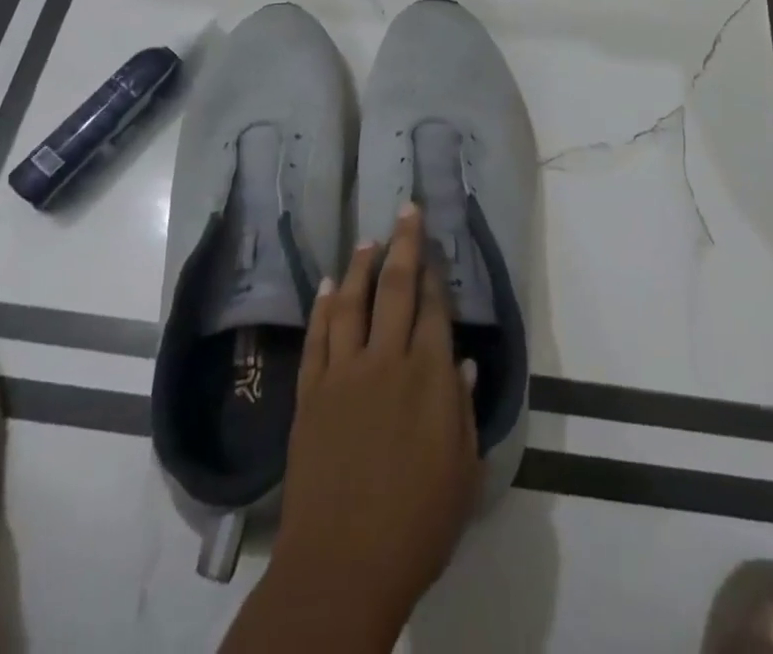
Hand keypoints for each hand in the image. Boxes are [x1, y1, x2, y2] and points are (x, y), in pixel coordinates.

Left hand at [271, 204, 479, 639]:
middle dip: (405, 243)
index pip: (433, 309)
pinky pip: (317, 336)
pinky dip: (322, 307)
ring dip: (360, 265)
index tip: (434, 245)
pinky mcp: (310, 392)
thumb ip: (461, 410)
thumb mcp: (461, 473)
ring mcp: (343, 373)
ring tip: (368, 239)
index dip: (434, 273)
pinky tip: (325, 285)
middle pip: (396, 288)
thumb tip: (460, 361)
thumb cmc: (416, 525)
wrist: (342, 565)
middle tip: (407, 208)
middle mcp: (386, 361)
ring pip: (351, 301)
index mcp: (428, 378)